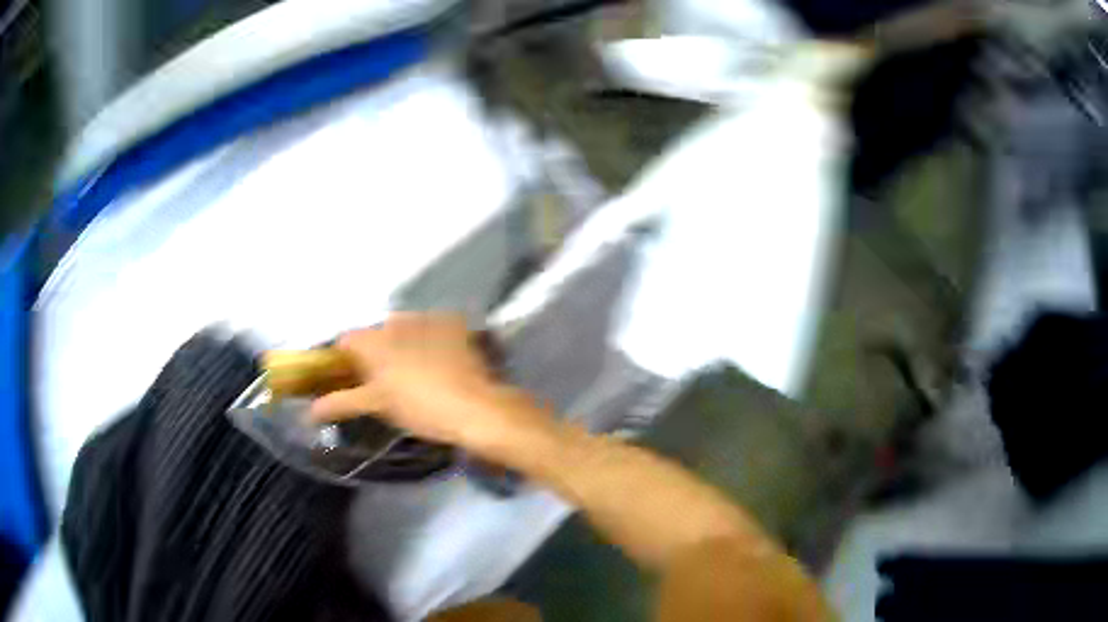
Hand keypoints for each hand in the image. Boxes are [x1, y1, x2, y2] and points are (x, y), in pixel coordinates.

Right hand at [310, 313, 554, 453]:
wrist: (477, 407)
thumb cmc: (420, 407)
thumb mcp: (378, 406)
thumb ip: (341, 403)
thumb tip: (310, 411)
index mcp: (374, 339)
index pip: (346, 341)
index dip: (344, 360)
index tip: (351, 379)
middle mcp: (397, 320)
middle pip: (376, 334)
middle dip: (376, 353)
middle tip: (385, 382)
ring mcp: (428, 318)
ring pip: (404, 329)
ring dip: (403, 345)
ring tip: (418, 374)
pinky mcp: (455, 322)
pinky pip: (432, 328)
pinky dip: (431, 340)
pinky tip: (442, 363)